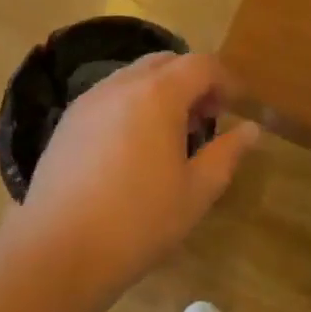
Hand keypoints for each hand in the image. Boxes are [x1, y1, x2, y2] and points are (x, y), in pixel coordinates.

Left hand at [17, 52, 260, 299]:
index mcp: (158, 94)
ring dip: (161, 91)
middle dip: (192, 80)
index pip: (200, 64)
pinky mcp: (69, 119)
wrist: (58, 249)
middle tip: (206, 118)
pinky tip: (133, 146)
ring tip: (171, 134)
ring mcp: (90, 98)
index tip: (236, 106)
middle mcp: (122, 83)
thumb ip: (227, 154)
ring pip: (135, 76)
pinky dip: (132, 104)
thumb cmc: (138, 221)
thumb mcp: (196, 192)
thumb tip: (252, 129)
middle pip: (166, 62)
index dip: (225, 79)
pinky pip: (110, 95)